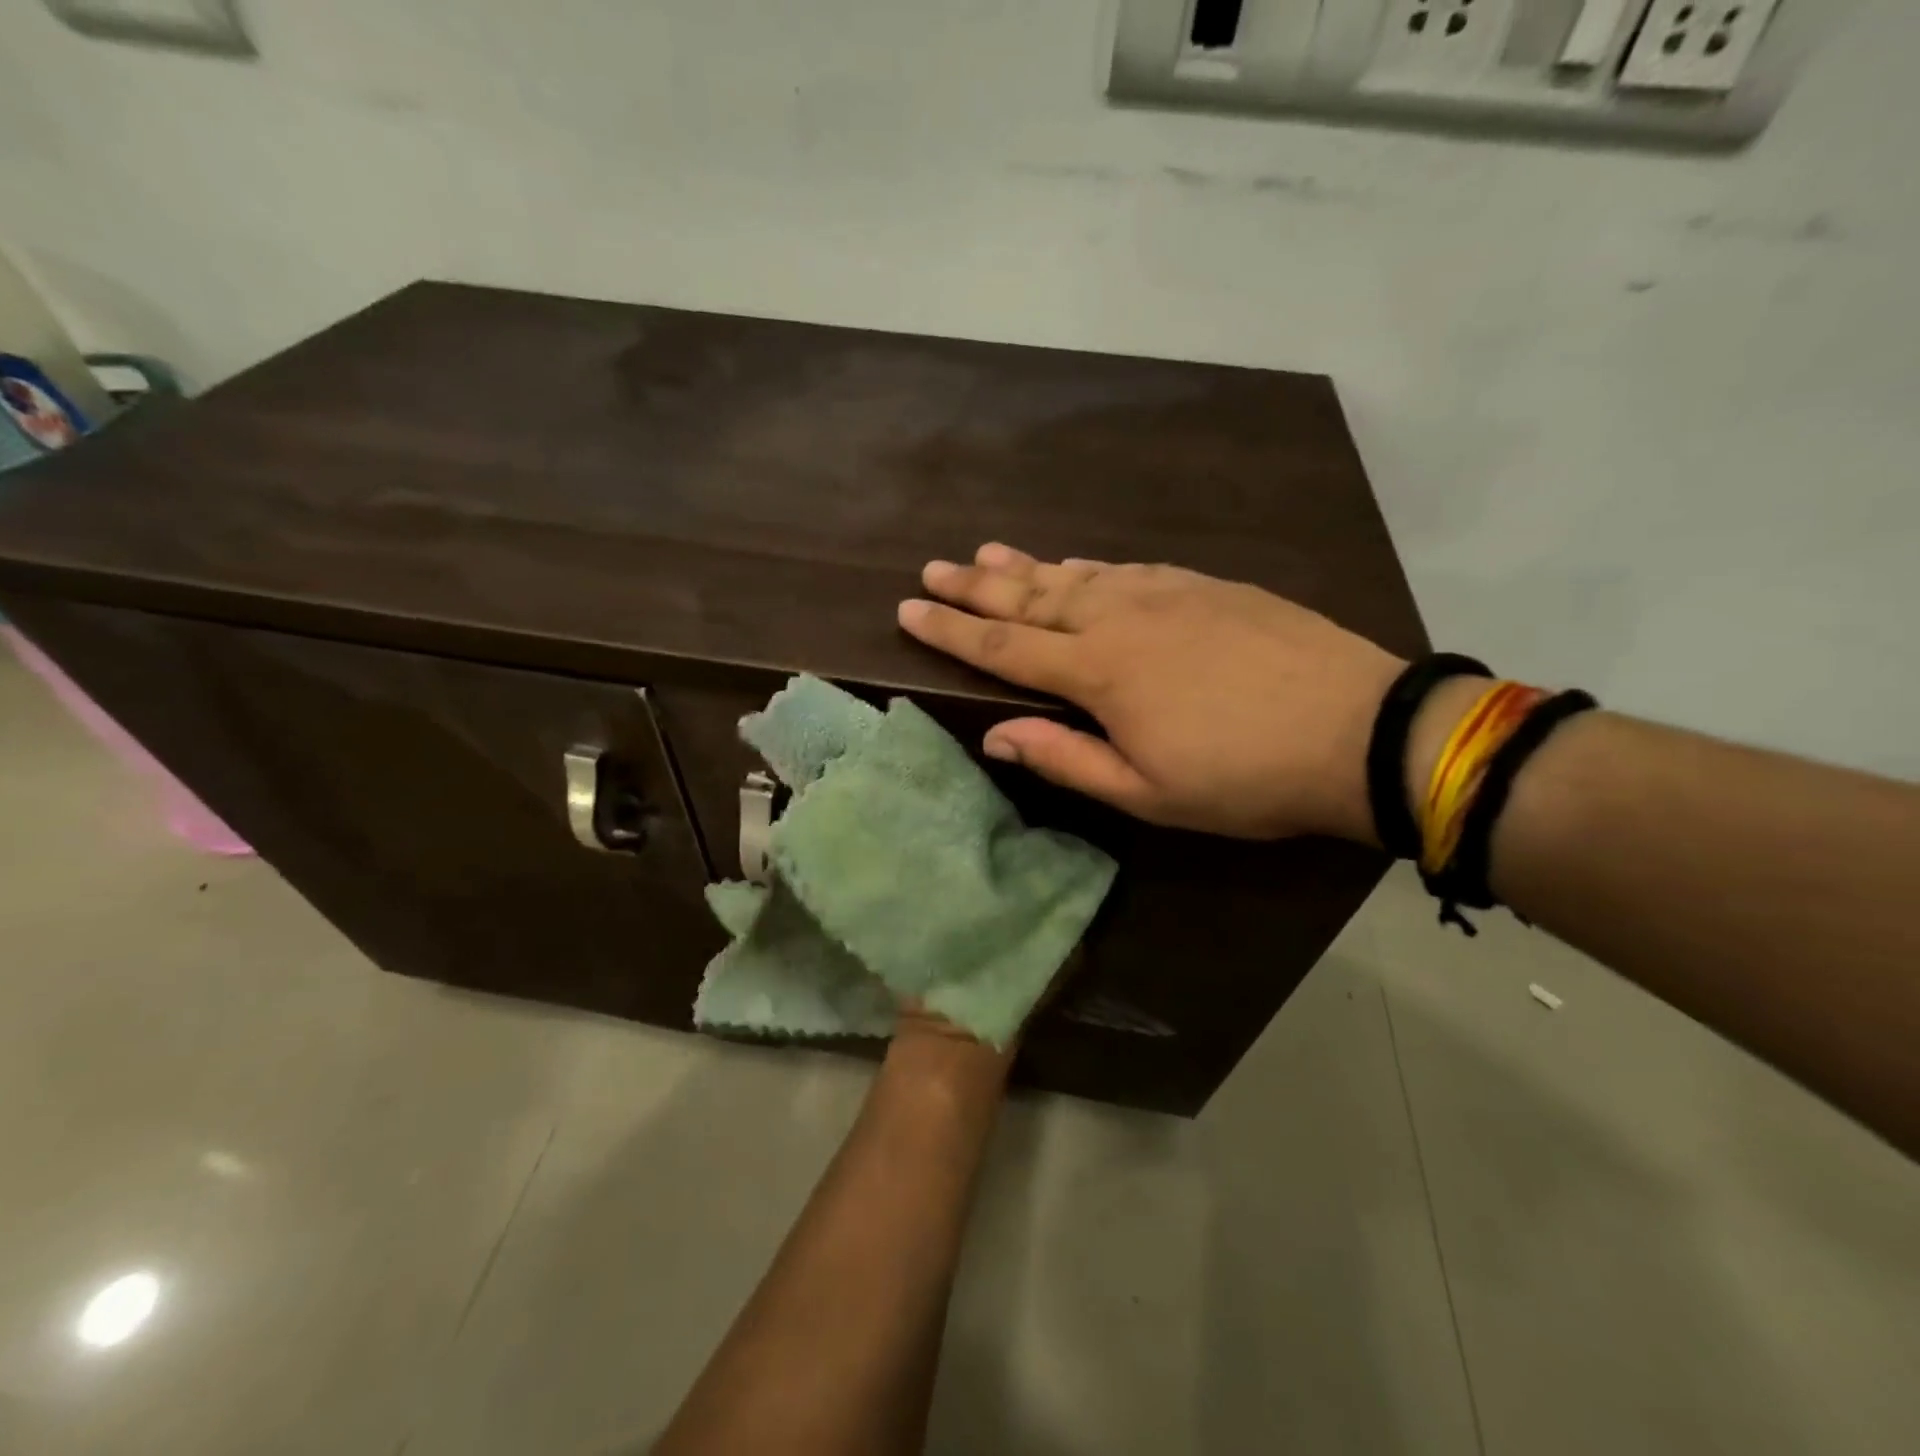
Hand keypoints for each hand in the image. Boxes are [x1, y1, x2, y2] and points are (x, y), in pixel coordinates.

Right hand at [898, 544, 1405, 842]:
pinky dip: (1086, 567)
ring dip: (1026, 567)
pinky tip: (1074, 566)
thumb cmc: (1244, 777)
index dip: (951, 630)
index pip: (1003, 647)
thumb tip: (995, 735)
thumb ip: (1066, 759)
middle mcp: (1120, 618)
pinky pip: (1124, 568)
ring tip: (986, 555)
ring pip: (1076, 575)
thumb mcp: (1147, 792)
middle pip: (1031, 598)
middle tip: (933, 569)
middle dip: (975, 586)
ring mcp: (1164, 593)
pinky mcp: (1203, 585)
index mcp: (1099, 672)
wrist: (1358, 728)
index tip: (908, 609)